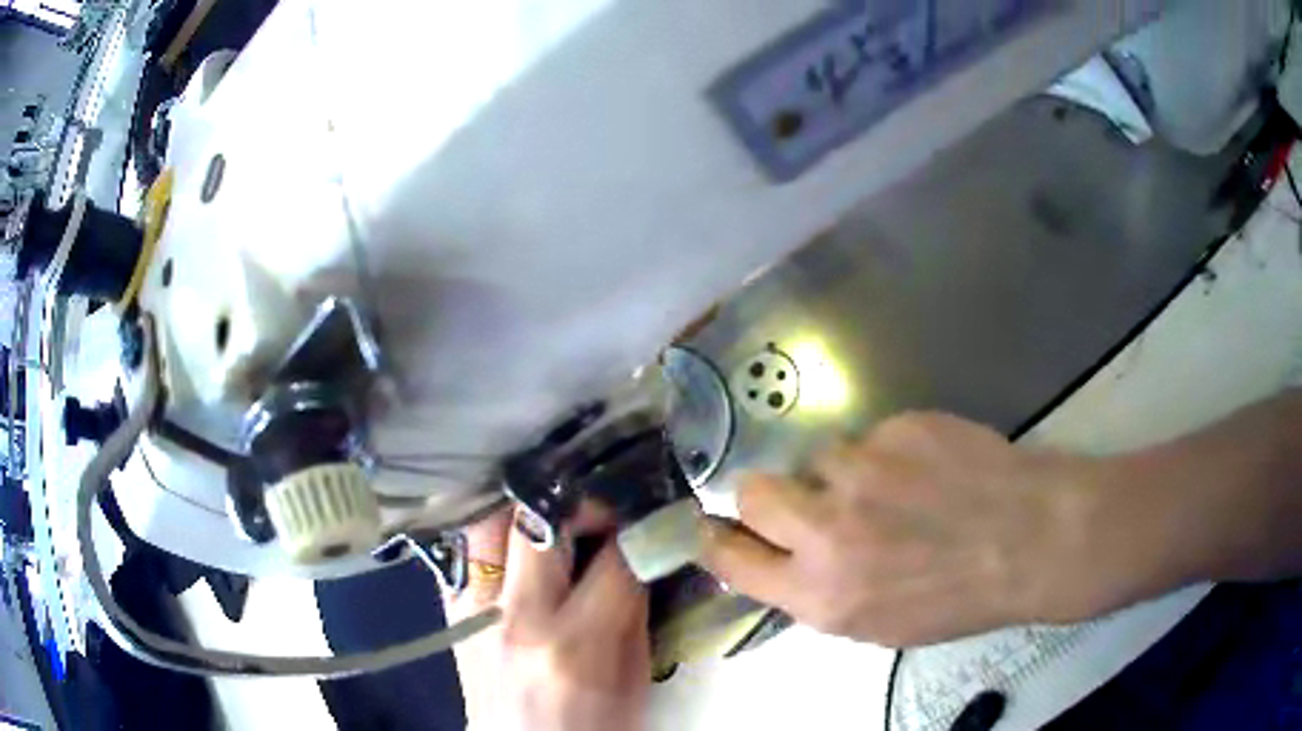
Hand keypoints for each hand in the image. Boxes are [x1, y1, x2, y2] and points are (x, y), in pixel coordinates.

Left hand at [445, 507, 650, 730]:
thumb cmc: (592, 726)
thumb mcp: (633, 677)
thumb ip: (632, 608)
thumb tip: (635, 549)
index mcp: (574, 644)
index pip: (614, 559)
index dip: (639, 528)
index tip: (649, 513)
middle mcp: (515, 617)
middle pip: (538, 521)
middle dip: (577, 498)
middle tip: (600, 501)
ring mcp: (472, 609)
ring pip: (488, 519)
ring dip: (524, 503)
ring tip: (554, 505)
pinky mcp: (450, 609)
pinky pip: (466, 546)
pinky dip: (494, 528)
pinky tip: (515, 530)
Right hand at [699, 413, 1100, 646]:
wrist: (1031, 539)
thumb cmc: (957, 597)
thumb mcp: (877, 624)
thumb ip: (816, 593)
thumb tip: (777, 561)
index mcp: (821, 593)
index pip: (731, 558)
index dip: (716, 541)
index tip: (714, 530)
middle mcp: (829, 530)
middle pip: (753, 491)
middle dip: (768, 498)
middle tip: (804, 504)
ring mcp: (864, 471)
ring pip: (817, 458)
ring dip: (840, 475)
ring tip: (891, 490)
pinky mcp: (898, 428)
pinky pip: (868, 437)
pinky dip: (885, 454)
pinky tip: (926, 470)